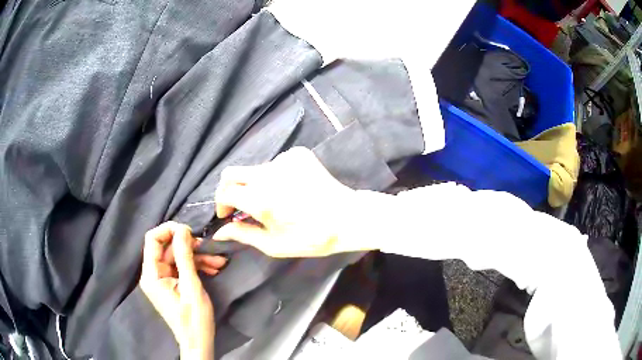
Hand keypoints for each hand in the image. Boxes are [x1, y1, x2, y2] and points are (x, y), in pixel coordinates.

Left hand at [140, 222, 223, 359]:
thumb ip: (185, 256)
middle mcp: (153, 274)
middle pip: (167, 248)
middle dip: (189, 246)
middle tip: (209, 248)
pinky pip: (182, 268)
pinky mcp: (171, 284)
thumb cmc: (194, 318)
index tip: (189, 231)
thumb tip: (182, 229)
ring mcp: (162, 279)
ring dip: (197, 257)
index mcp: (151, 274)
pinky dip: (197, 266)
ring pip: (177, 258)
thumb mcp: (191, 286)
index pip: (152, 239)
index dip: (169, 230)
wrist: (199, 342)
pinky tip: (214, 268)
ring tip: (218, 261)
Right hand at [213, 147, 369, 257]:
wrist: (347, 218)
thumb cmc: (310, 238)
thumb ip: (243, 235)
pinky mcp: (298, 154)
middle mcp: (268, 173)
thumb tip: (219, 232)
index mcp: (260, 199)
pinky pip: (275, 163)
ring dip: (254, 184)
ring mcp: (284, 160)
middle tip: (237, 204)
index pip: (224, 191)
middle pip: (232, 173)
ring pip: (255, 169)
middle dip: (228, 188)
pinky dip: (274, 176)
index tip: (227, 214)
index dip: (220, 203)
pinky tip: (289, 189)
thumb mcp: (274, 245)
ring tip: (272, 200)